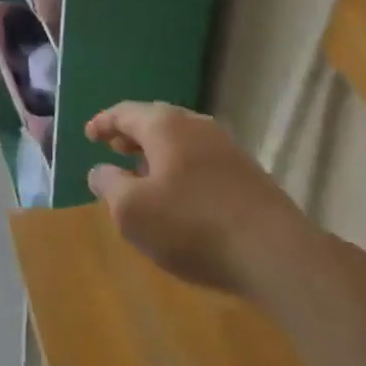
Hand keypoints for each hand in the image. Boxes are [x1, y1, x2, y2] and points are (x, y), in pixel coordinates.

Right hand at [85, 101, 315, 300]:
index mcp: (164, 125)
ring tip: (142, 172)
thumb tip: (100, 171)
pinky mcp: (247, 173)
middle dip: (131, 134)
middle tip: (113, 148)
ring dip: (157, 152)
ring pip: (181, 140)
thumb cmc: (192, 225)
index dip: (103, 122)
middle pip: (155, 120)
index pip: (125, 112)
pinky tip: (179, 195)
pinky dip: (180, 166)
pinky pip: (201, 158)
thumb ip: (109, 186)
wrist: (276, 253)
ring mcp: (226, 147)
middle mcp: (195, 125)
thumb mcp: (132, 212)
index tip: (89, 135)